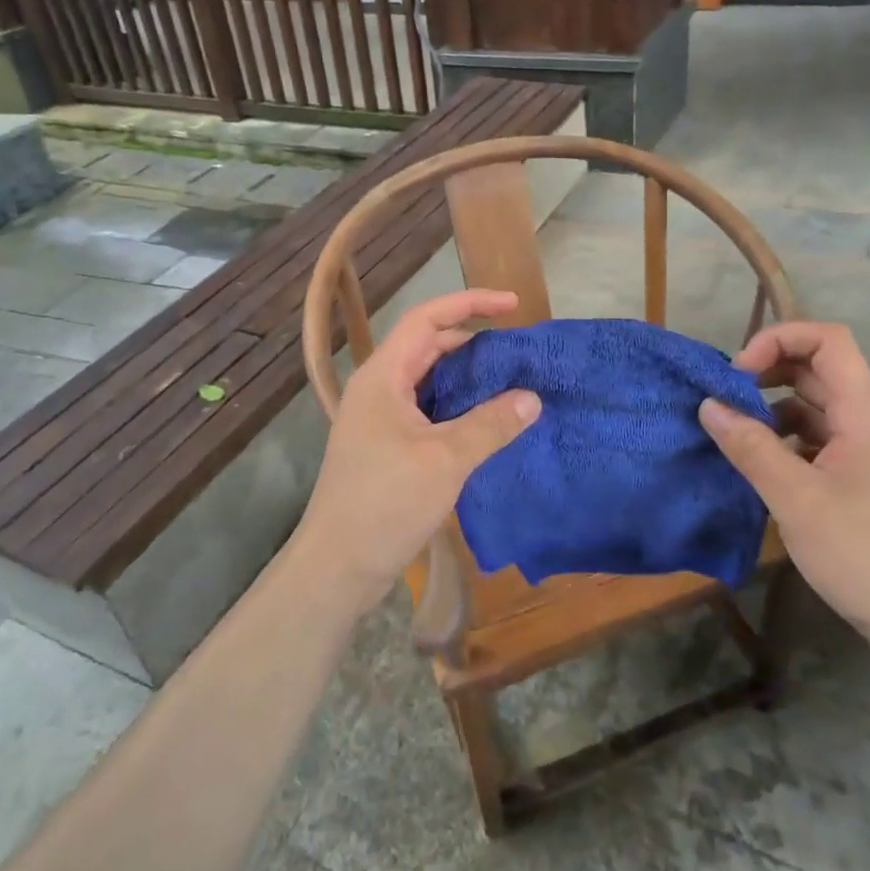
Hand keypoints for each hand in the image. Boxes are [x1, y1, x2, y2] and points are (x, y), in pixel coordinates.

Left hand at [299, 289, 540, 610]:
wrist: (337, 566)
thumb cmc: (386, 502)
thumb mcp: (445, 460)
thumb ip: (490, 425)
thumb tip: (531, 399)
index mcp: (383, 376)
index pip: (427, 319)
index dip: (469, 304)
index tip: (512, 305)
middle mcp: (378, 389)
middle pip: (427, 347)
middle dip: (472, 341)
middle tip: (516, 351)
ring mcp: (379, 419)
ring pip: (428, 381)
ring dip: (466, 378)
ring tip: (509, 383)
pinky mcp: (385, 447)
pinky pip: (427, 411)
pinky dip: (457, 408)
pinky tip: (485, 423)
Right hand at [699, 322, 869, 661]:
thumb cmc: (865, 556)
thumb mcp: (795, 500)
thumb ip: (750, 447)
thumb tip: (709, 405)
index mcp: (865, 416)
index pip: (828, 341)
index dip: (778, 339)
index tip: (737, 373)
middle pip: (821, 371)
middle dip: (768, 374)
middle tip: (725, 401)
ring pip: (820, 408)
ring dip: (775, 410)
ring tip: (737, 437)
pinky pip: (825, 441)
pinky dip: (790, 440)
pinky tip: (766, 469)